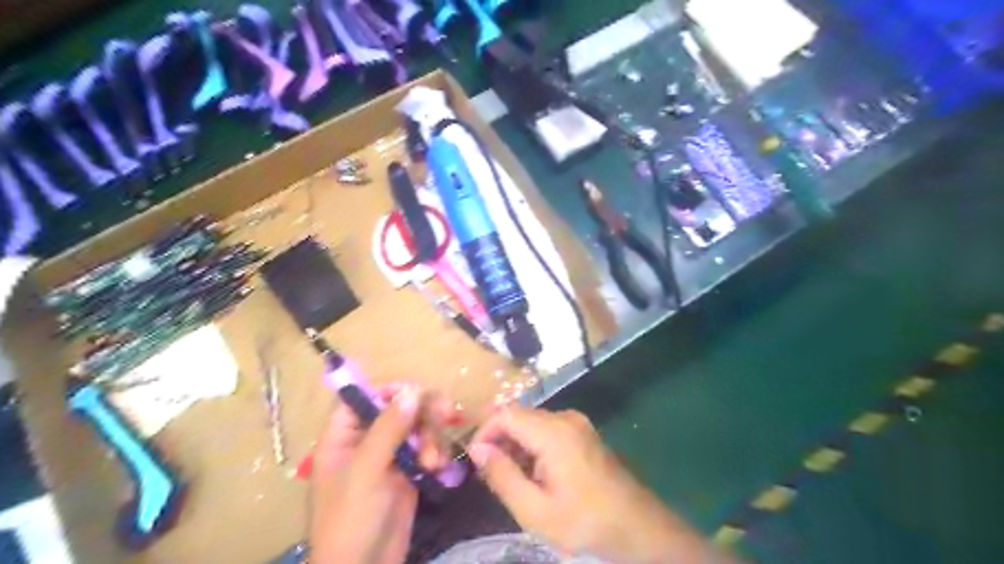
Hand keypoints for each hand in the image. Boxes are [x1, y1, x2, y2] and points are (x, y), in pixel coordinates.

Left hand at [310, 384, 449, 562]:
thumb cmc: (351, 520)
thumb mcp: (367, 470)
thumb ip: (389, 428)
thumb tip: (412, 389)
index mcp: (344, 437)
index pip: (365, 398)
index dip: (390, 390)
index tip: (417, 391)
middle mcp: (367, 441)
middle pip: (398, 409)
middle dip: (422, 412)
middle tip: (446, 414)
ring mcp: (389, 457)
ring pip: (417, 428)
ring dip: (432, 438)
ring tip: (434, 462)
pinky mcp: (408, 473)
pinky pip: (427, 449)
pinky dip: (436, 454)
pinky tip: (438, 470)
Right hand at [466, 408, 725, 561]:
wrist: (637, 525)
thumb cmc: (584, 520)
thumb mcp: (534, 509)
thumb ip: (502, 476)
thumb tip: (477, 449)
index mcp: (553, 432)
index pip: (505, 414)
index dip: (484, 432)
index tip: (475, 460)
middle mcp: (565, 417)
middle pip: (519, 416)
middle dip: (499, 440)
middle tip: (491, 475)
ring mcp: (577, 423)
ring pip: (532, 422)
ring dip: (516, 444)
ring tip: (513, 479)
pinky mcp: (583, 432)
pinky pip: (548, 429)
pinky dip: (533, 445)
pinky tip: (536, 474)